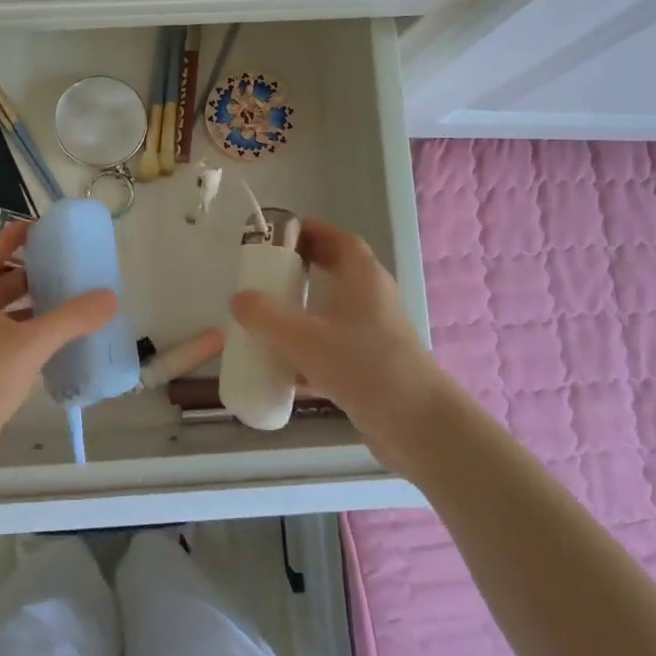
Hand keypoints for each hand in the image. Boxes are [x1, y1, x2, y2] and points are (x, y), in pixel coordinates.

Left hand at [0, 220, 116, 495]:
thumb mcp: (29, 343)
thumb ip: (71, 319)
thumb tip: (110, 298)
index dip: (14, 237)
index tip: (45, 228)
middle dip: (30, 272)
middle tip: (68, 267)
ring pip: (3, 315)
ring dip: (32, 306)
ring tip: (71, 301)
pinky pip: (6, 342)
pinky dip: (30, 336)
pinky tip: (58, 345)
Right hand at [229, 217, 462, 481]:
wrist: (417, 425)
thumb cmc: (363, 365)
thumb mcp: (304, 337)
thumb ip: (265, 316)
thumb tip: (238, 299)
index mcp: (364, 278)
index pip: (340, 240)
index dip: (312, 231)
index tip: (280, 233)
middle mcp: (372, 300)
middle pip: (336, 273)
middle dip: (303, 270)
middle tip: (267, 274)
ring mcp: (374, 335)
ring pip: (334, 312)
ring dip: (303, 312)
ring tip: (267, 319)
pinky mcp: (371, 366)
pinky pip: (334, 347)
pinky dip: (309, 351)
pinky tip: (282, 370)